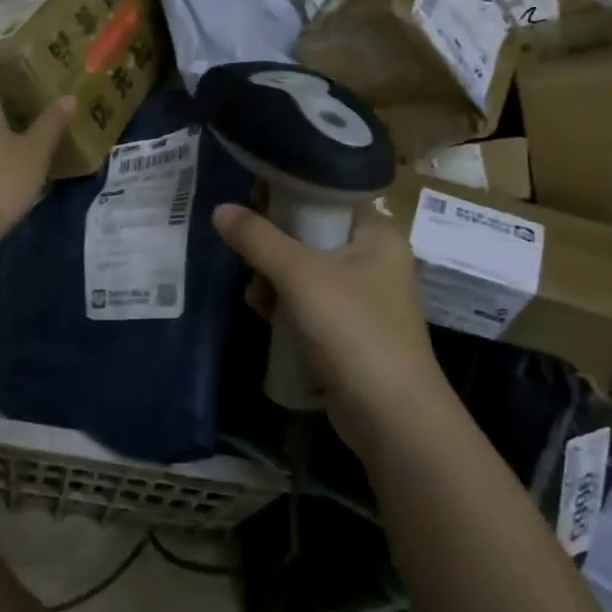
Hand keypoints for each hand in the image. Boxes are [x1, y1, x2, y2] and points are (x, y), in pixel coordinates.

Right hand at [212, 202, 456, 456]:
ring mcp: (363, 297)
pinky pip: (308, 302)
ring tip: (257, 299)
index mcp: (376, 233)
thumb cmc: (352, 330)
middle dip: (272, 248)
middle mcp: (374, 259)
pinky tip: (266, 316)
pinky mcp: (349, 330)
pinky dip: (285, 305)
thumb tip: (219, 209)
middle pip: (310, 234)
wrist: (392, 416)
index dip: (286, 195)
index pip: (326, 195)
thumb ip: (257, 239)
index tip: (249, 205)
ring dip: (273, 280)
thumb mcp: (299, 275)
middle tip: (249, 262)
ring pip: (304, 270)